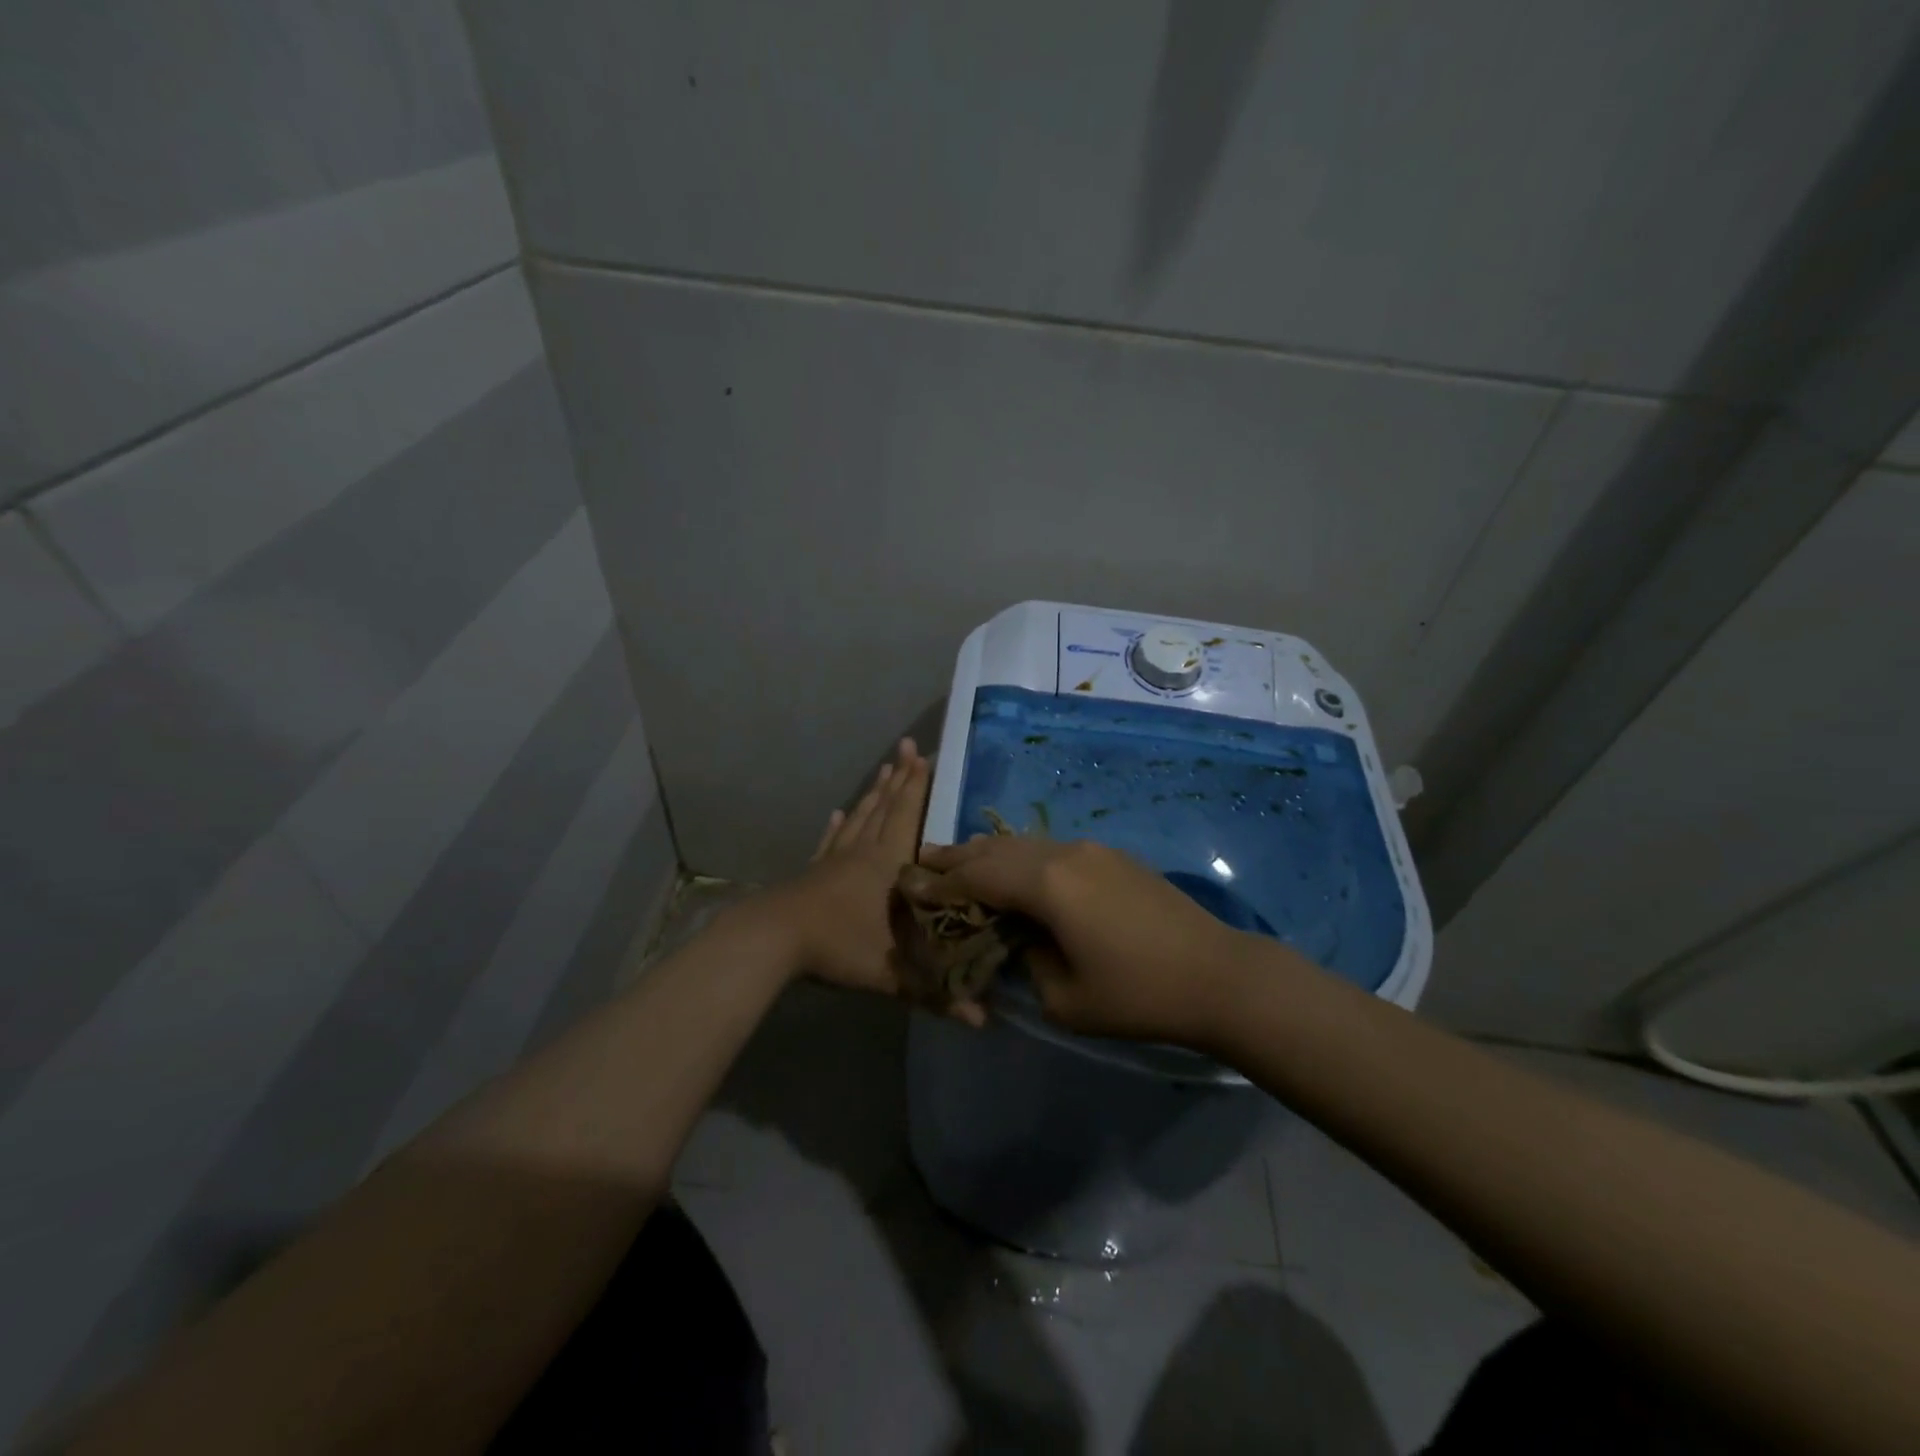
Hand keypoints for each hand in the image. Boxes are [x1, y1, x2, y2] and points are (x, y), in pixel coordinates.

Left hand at [745, 739, 985, 1024]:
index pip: (909, 817)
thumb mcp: (893, 975)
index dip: (920, 788)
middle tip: (910, 747)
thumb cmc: (839, 947)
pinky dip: (837, 826)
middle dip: (901, 777)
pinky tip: (838, 813)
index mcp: (888, 865)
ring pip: (860, 817)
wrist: (774, 941)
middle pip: (885, 807)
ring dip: (874, 792)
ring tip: (885, 768)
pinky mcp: (813, 871)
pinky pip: (830, 841)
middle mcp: (864, 851)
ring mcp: (835, 859)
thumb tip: (984, 1023)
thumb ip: (938, 995)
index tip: (929, 757)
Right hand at [916, 836, 1260, 1045]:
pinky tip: (1016, 871)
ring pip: (1025, 844)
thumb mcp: (1064, 998)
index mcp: (1047, 884)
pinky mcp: (1112, 857)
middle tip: (925, 861)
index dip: (941, 883)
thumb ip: (1026, 960)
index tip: (911, 885)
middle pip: (997, 849)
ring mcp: (1092, 850)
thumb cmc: (1138, 995)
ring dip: (990, 853)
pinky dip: (1022, 857)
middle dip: (959, 857)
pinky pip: (1051, 849)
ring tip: (962, 861)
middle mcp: (1063, 854)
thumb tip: (1018, 937)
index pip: (977, 876)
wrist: (1218, 975)